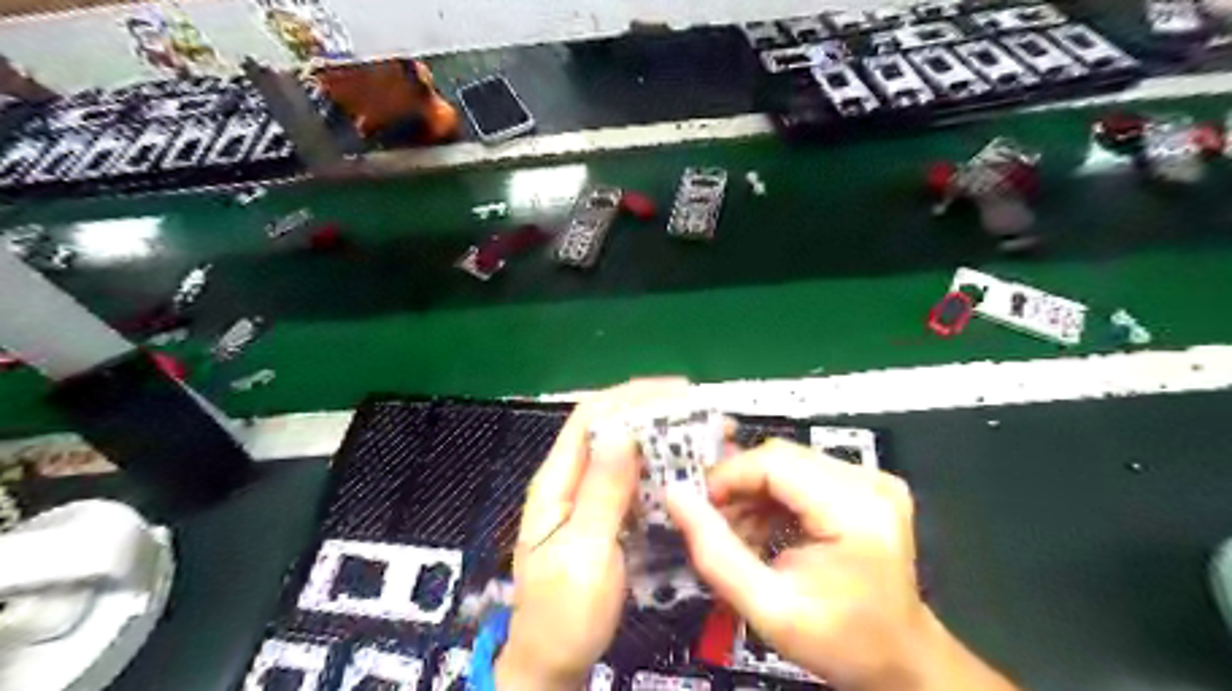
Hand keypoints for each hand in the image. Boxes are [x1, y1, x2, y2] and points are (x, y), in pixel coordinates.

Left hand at [499, 379, 691, 689]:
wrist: (553, 664)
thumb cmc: (564, 613)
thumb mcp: (583, 553)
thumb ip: (602, 492)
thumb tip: (621, 431)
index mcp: (557, 482)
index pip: (590, 416)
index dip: (632, 395)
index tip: (680, 391)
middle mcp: (572, 481)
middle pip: (611, 429)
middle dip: (656, 415)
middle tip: (705, 418)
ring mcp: (590, 499)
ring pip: (627, 455)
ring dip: (664, 443)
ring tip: (706, 442)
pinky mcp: (608, 518)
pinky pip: (635, 483)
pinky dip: (663, 472)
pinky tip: (690, 476)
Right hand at [670, 439, 1014, 690]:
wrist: (901, 659)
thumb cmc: (840, 642)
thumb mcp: (768, 609)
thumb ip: (716, 553)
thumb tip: (674, 495)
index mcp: (856, 511)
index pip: (774, 463)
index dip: (727, 476)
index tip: (696, 505)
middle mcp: (870, 482)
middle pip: (781, 457)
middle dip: (738, 485)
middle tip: (712, 522)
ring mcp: (872, 480)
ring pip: (788, 462)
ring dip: (753, 492)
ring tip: (737, 533)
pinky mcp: (867, 484)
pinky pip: (803, 473)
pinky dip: (774, 496)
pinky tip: (762, 528)